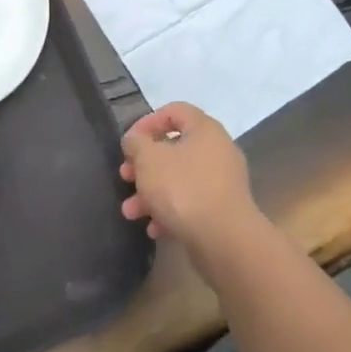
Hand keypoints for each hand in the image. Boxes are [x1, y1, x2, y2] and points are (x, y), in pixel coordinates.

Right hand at [119, 103, 264, 272]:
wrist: (224, 240)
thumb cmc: (183, 189)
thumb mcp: (149, 160)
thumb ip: (136, 143)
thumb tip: (135, 140)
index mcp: (204, 129)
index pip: (174, 111)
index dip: (147, 122)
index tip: (129, 142)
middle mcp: (218, 150)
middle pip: (174, 148)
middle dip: (145, 165)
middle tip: (125, 177)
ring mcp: (222, 181)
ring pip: (179, 179)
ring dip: (152, 192)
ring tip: (130, 212)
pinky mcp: (223, 210)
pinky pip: (191, 202)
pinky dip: (170, 211)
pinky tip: (154, 228)